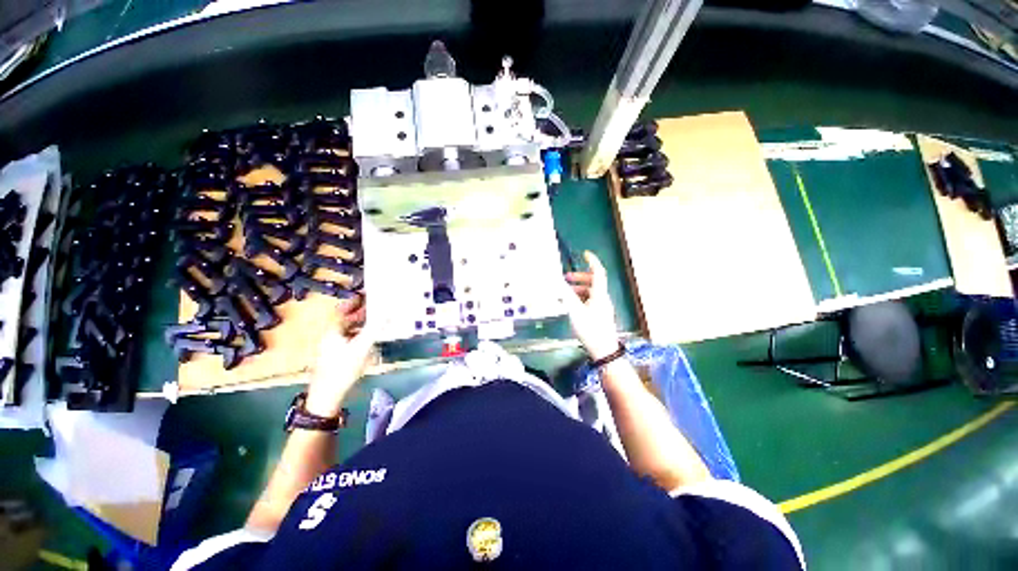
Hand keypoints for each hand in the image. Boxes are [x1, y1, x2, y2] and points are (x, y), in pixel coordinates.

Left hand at [305, 294, 377, 417]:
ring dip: (360, 326)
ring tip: (375, 323)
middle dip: (360, 314)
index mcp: (332, 331)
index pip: (341, 311)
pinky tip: (369, 341)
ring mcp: (331, 348)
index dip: (353, 303)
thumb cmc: (343, 368)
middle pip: (345, 320)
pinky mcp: (335, 357)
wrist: (328, 395)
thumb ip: (374, 329)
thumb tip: (387, 314)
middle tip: (375, 309)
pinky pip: (348, 341)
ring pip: (347, 331)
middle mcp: (329, 336)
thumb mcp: (361, 347)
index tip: (365, 296)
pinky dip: (358, 336)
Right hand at [563, 252, 620, 359]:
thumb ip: (567, 295)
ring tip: (566, 293)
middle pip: (594, 281)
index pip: (598, 272)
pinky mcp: (600, 315)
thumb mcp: (575, 311)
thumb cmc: (590, 329)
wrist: (604, 350)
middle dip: (580, 277)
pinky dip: (581, 298)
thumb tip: (559, 282)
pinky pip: (591, 300)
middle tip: (567, 278)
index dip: (592, 261)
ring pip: (591, 292)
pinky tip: (572, 305)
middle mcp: (603, 298)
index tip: (585, 254)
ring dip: (579, 288)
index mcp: (599, 294)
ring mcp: (603, 307)